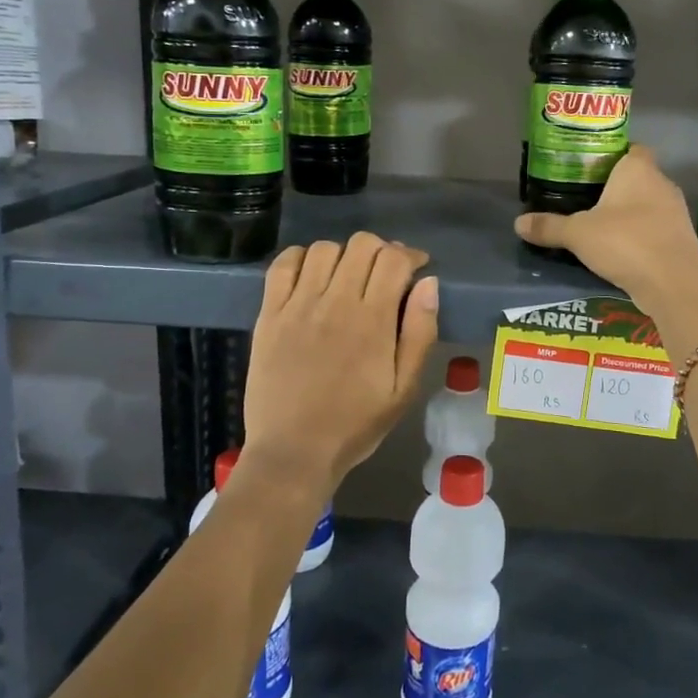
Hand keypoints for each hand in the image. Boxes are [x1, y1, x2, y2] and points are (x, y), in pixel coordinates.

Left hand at [242, 232, 438, 494]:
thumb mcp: (404, 388)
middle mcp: (335, 302)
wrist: (294, 452)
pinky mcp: (269, 314)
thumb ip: (420, 332)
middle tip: (384, 274)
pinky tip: (311, 275)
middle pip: (362, 244)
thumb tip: (429, 283)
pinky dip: (301, 258)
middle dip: (381, 251)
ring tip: (348, 277)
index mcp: (373, 320)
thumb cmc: (356, 424)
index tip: (416, 268)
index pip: (394, 258)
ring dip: (344, 255)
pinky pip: (283, 265)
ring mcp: (297, 305)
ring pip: (324, 248)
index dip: (410, 255)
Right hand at [513, 145, 697, 314]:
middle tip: (585, 199)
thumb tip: (518, 223)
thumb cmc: (625, 242)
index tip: (589, 169)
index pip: (630, 148)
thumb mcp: (577, 234)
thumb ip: (549, 226)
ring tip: (599, 227)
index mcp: (638, 169)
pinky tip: (620, 251)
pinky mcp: (681, 239)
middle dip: (615, 188)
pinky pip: (655, 229)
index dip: (611, 155)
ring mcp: (676, 212)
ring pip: (647, 204)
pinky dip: (640, 236)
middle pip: (637, 177)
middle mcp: (662, 183)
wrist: (673, 283)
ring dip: (628, 214)